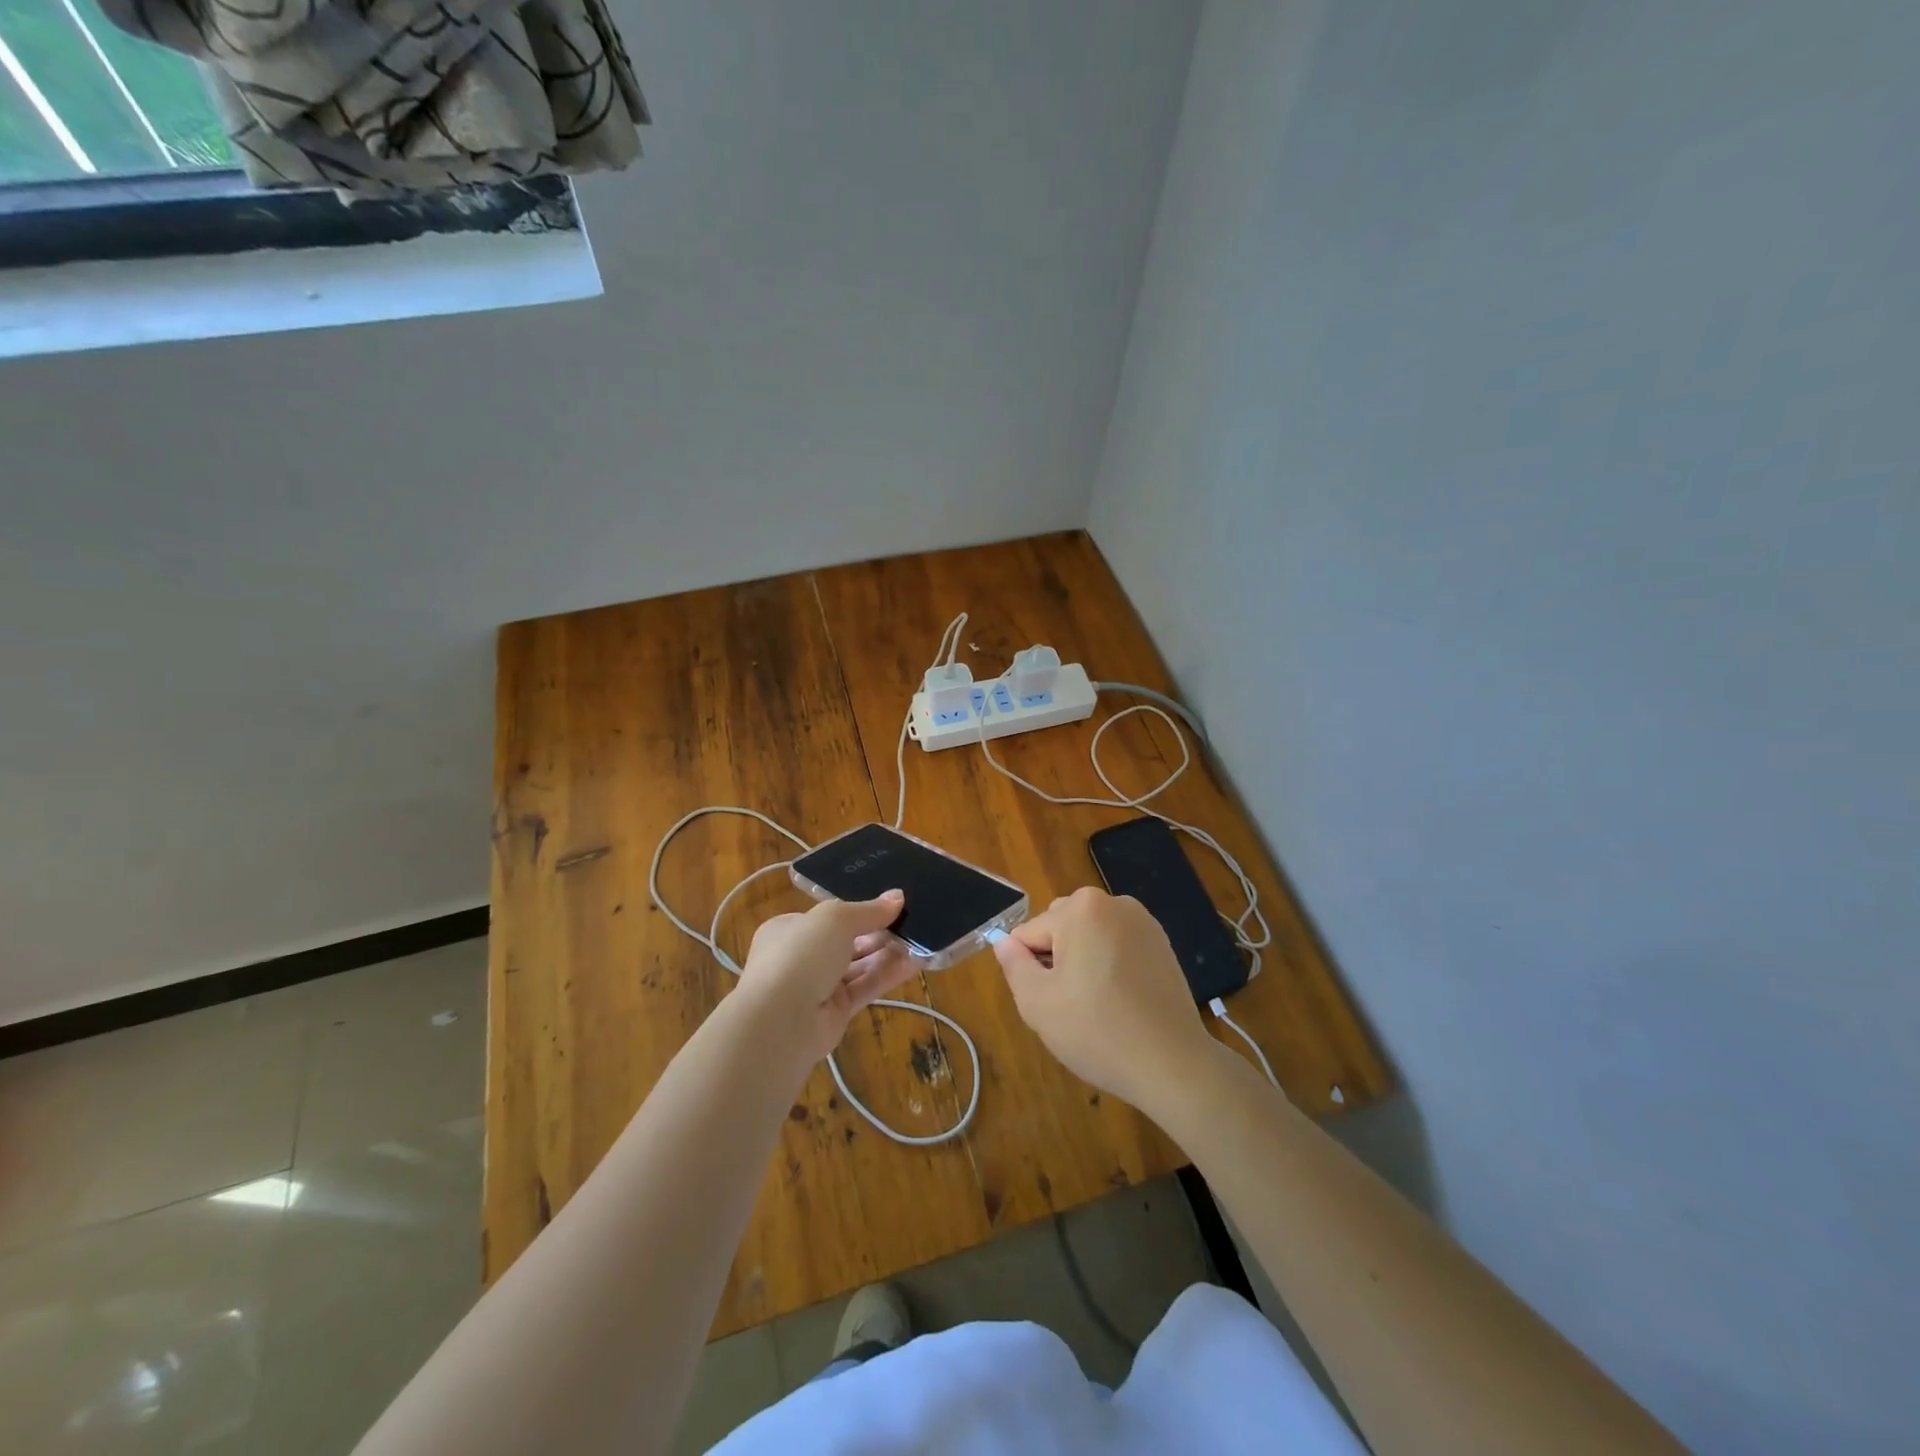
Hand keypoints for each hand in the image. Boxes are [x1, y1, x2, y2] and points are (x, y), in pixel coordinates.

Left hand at [735, 890, 918, 1066]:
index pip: (827, 917)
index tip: (889, 904)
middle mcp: (802, 957)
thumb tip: (898, 897)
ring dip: (889, 952)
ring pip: (859, 965)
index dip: (858, 910)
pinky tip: (917, 962)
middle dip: (878, 931)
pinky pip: (867, 987)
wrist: (781, 1021)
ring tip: (922, 937)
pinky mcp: (836, 1012)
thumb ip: (869, 909)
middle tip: (913, 919)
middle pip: (847, 941)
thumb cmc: (801, 954)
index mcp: (789, 929)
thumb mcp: (836, 919)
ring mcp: (818, 987)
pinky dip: (889, 974)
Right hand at [993, 886, 1218, 1111]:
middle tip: (1072, 1005)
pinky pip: (1117, 946)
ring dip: (1084, 963)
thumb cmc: (1098, 1031)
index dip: (1030, 970)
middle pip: (1060, 928)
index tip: (1051, 1002)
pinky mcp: (1162, 943)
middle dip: (1057, 961)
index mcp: (1080, 908)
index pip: (1029, 934)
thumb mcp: (1037, 1003)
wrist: (1173, 1063)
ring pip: (1089, 937)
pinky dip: (1111, 967)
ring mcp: (1143, 921)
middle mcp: (1113, 903)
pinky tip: (1121, 1003)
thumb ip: (1014, 965)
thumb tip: (1004, 943)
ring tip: (1098, 1006)